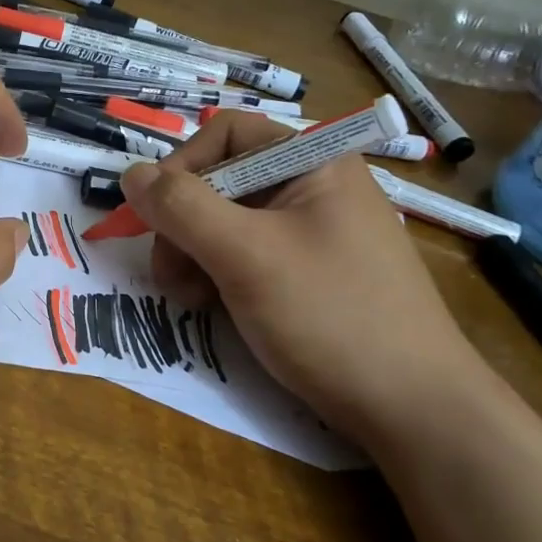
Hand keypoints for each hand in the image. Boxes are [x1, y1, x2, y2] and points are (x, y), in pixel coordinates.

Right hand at [118, 114, 482, 443]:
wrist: (412, 408)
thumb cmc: (330, 316)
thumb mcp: (245, 256)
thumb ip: (182, 208)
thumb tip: (129, 174)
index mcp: (313, 162)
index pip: (226, 133)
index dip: (181, 167)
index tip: (154, 218)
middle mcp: (313, 186)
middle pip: (221, 179)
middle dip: (183, 223)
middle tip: (170, 275)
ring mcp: (312, 231)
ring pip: (227, 221)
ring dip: (193, 253)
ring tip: (190, 299)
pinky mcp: (308, 271)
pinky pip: (246, 254)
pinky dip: (218, 274)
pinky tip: (213, 306)